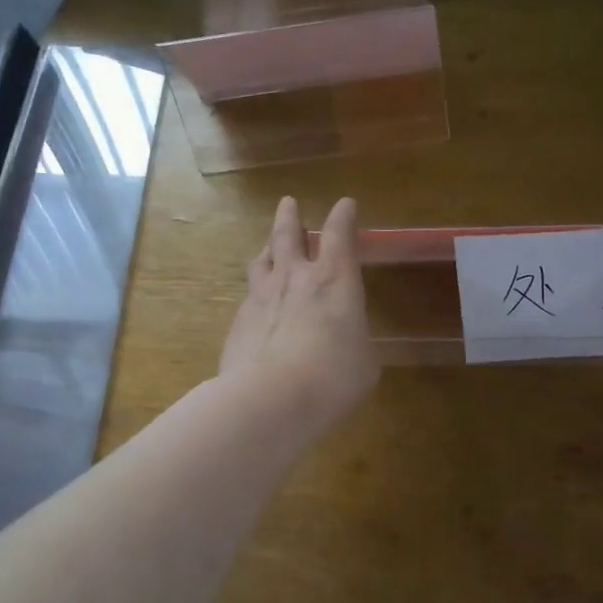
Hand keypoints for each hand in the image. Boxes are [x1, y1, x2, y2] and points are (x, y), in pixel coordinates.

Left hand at [219, 196, 380, 429]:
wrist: (269, 399)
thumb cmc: (333, 377)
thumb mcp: (364, 362)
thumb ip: (355, 342)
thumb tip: (347, 343)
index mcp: (335, 279)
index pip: (340, 234)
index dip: (344, 216)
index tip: (346, 204)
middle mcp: (295, 277)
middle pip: (288, 234)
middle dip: (290, 217)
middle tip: (288, 203)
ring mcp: (261, 296)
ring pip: (262, 260)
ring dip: (268, 249)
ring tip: (269, 247)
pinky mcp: (238, 322)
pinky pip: (249, 297)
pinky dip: (256, 293)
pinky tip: (257, 305)